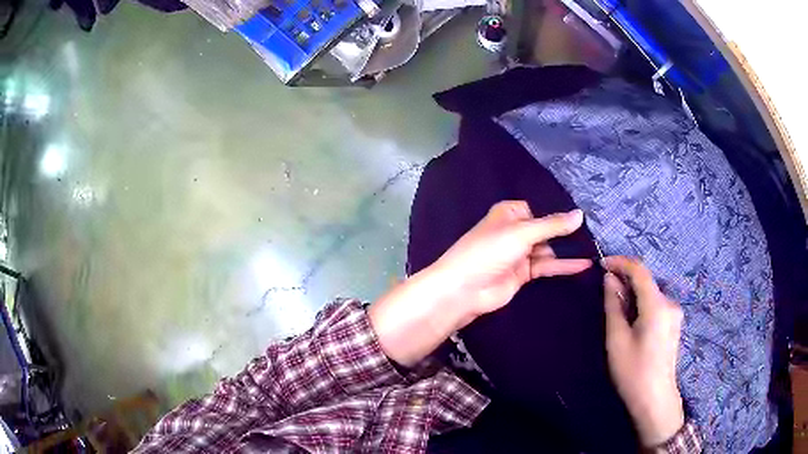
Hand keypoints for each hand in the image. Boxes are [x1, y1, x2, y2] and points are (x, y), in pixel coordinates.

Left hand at [433, 200, 591, 320]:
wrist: (464, 289)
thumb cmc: (489, 251)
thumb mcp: (522, 232)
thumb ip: (552, 225)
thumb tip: (580, 214)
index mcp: (510, 213)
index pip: (539, 208)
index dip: (559, 211)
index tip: (585, 213)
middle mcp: (516, 230)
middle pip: (546, 228)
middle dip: (567, 231)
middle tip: (596, 231)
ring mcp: (520, 253)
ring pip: (549, 248)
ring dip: (568, 249)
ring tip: (596, 247)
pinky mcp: (524, 273)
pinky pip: (547, 266)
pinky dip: (564, 266)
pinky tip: (584, 264)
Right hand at [601, 256, 684, 446]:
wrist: (655, 399)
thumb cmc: (633, 372)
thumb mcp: (616, 340)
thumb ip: (613, 306)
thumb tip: (609, 279)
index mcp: (657, 305)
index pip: (640, 270)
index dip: (620, 262)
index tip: (602, 264)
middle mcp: (670, 303)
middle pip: (646, 282)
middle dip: (625, 281)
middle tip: (605, 293)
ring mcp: (674, 313)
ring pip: (650, 293)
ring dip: (633, 294)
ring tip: (616, 310)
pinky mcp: (674, 323)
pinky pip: (656, 304)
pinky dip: (642, 304)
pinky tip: (632, 321)